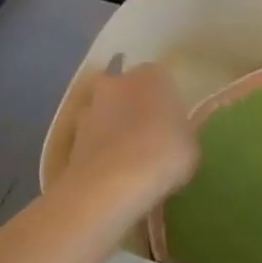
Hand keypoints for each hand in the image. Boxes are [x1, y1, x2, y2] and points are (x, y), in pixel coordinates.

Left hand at [61, 62, 197, 212]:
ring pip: (106, 113)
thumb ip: (186, 131)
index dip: (167, 101)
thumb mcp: (192, 146)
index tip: (173, 122)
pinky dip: (99, 150)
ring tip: (128, 160)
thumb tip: (182, 130)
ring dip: (114, 129)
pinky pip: (92, 139)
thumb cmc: (162, 155)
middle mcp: (117, 82)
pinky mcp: (70, 136)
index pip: (162, 78)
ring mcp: (90, 108)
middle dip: (136, 108)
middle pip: (129, 91)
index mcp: (152, 76)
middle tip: (151, 137)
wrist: (109, 186)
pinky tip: (111, 173)